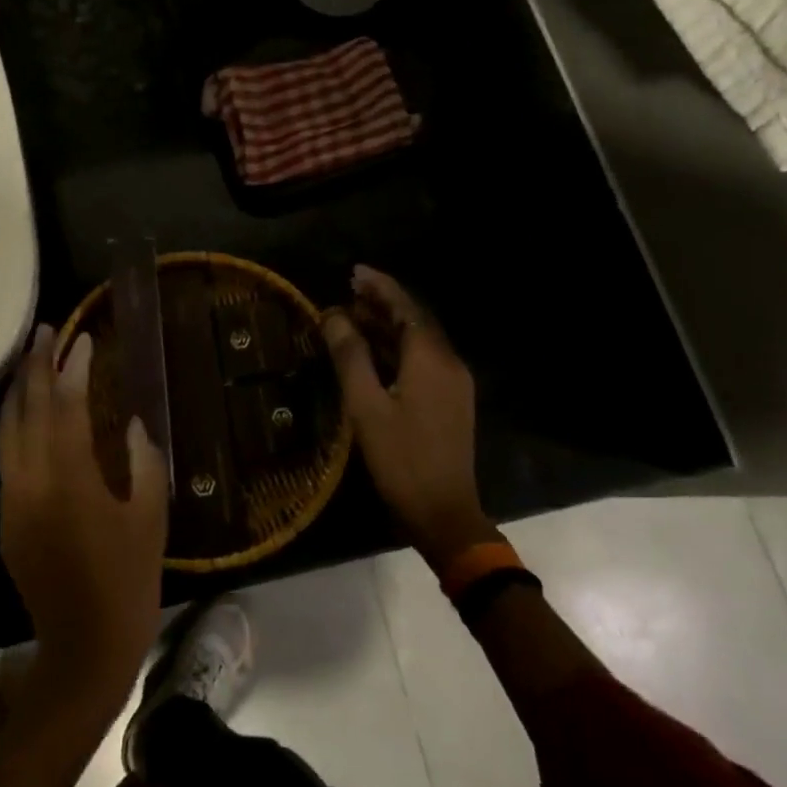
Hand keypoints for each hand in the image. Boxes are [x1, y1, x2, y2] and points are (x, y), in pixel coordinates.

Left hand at [0, 324, 168, 703]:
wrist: (84, 647)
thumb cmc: (128, 581)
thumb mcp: (150, 516)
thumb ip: (142, 461)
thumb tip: (132, 423)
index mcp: (71, 479)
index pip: (65, 406)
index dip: (72, 368)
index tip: (82, 340)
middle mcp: (32, 481)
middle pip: (27, 409)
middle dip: (35, 366)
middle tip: (45, 330)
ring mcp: (13, 499)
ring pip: (7, 429)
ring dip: (18, 389)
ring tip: (29, 358)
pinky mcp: (6, 517)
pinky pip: (5, 455)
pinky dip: (13, 422)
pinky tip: (26, 410)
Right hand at [322, 266, 499, 563]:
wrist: (444, 514)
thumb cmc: (401, 458)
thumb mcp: (366, 405)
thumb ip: (350, 355)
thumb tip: (333, 315)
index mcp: (431, 358)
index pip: (405, 307)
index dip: (379, 286)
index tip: (353, 272)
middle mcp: (448, 363)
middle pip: (414, 320)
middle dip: (382, 303)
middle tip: (348, 290)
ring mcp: (453, 384)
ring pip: (418, 342)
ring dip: (387, 326)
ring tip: (353, 315)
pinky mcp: (450, 402)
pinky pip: (422, 361)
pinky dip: (396, 349)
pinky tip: (372, 353)